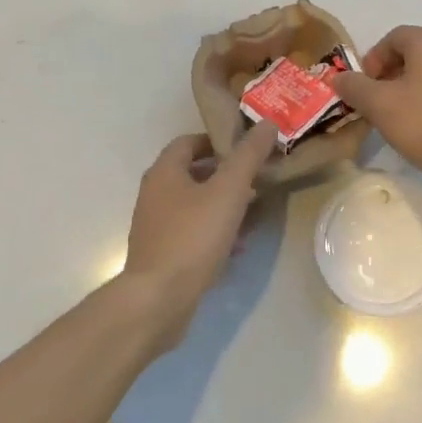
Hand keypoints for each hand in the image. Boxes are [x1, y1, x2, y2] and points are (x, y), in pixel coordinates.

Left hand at [120, 122, 279, 343]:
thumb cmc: (192, 237)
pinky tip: (236, 248)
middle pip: (193, 173)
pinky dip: (214, 233)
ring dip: (223, 205)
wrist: (158, 299)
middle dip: (226, 175)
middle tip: (256, 181)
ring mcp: (156, 226)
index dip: (218, 140)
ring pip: (195, 205)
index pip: (190, 142)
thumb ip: (248, 157)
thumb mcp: (228, 192)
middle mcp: (155, 194)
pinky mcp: (161, 254)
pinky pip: (192, 233)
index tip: (247, 148)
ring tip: (252, 214)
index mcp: (165, 172)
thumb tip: (266, 123)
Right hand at [331, 25, 421, 195]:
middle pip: (413, 54)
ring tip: (398, 120)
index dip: (372, 60)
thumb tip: (339, 78)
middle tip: (376, 105)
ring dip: (409, 91)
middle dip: (388, 77)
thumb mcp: (380, 106)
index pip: (393, 37)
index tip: (363, 89)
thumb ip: (355, 87)